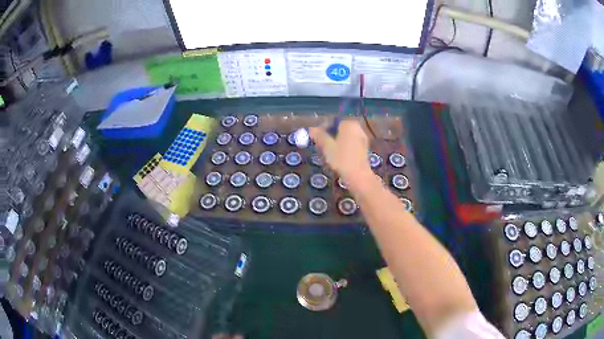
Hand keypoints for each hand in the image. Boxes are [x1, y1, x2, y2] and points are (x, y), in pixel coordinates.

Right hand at [309, 120, 372, 184]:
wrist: (359, 176)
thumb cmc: (342, 159)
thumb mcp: (327, 146)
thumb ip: (319, 136)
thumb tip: (311, 129)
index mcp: (349, 124)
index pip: (332, 122)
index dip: (322, 130)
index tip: (316, 140)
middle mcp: (357, 128)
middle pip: (339, 130)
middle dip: (329, 137)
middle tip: (321, 147)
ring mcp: (362, 138)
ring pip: (344, 137)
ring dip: (335, 143)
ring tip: (328, 154)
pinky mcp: (364, 148)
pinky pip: (350, 144)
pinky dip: (343, 148)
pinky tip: (338, 158)